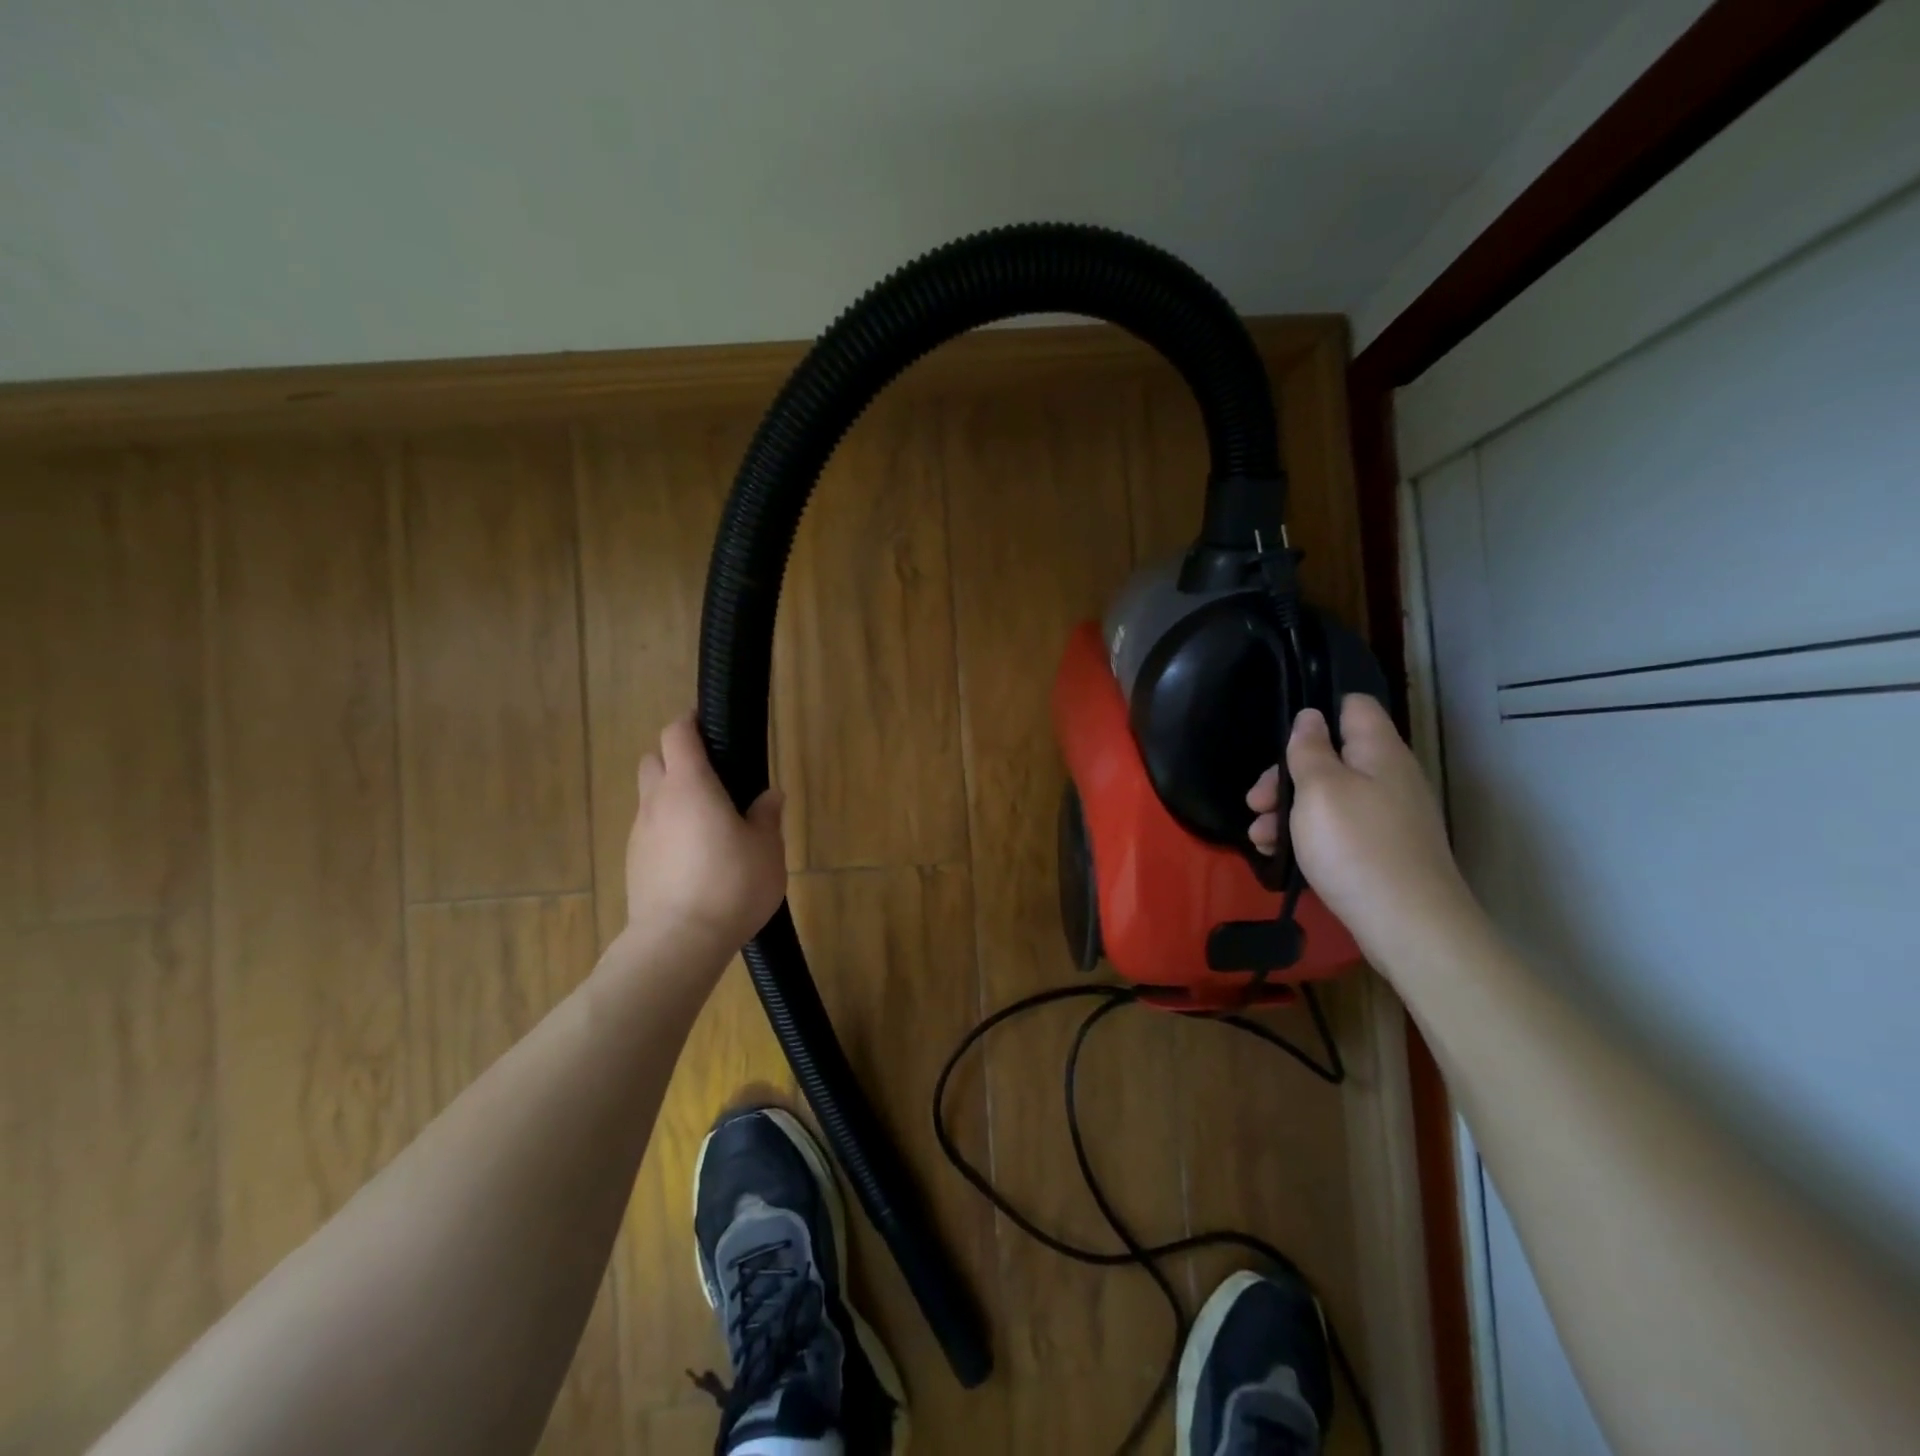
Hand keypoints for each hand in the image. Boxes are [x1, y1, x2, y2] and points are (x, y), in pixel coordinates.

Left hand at [623, 713, 786, 960]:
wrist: (678, 943)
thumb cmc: (730, 885)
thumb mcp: (767, 849)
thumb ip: (767, 816)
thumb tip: (769, 795)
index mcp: (691, 786)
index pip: (677, 734)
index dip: (690, 722)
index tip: (709, 724)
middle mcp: (657, 801)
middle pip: (655, 760)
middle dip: (676, 758)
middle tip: (711, 777)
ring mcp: (640, 833)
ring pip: (650, 798)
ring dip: (672, 797)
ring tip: (706, 822)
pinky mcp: (633, 863)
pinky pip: (649, 831)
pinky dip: (667, 829)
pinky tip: (692, 857)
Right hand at [1248, 695, 1478, 965]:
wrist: (1409, 926)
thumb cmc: (1356, 846)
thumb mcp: (1319, 789)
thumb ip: (1309, 749)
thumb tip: (1310, 717)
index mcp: (1379, 752)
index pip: (1353, 707)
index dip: (1317, 712)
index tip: (1281, 738)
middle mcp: (1389, 777)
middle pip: (1331, 757)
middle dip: (1286, 776)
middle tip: (1256, 802)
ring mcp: (1387, 816)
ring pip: (1328, 797)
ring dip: (1288, 812)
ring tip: (1259, 838)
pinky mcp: (1381, 850)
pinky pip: (1338, 829)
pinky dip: (1307, 836)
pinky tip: (1280, 855)